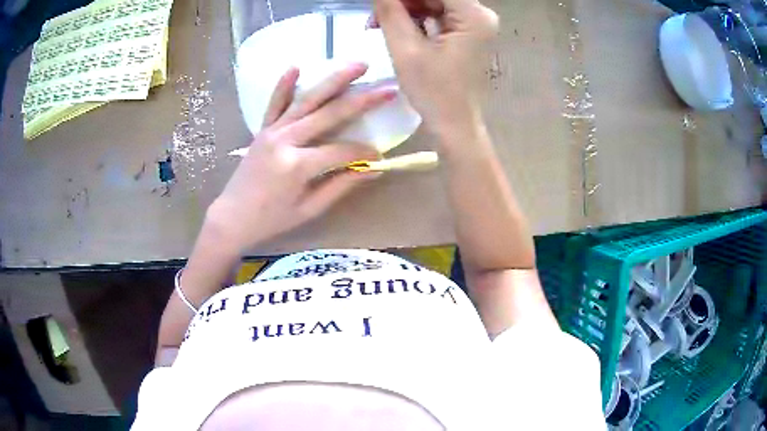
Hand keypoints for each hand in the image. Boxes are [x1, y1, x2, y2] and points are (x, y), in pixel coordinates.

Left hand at [207, 63, 395, 254]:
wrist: (232, 217)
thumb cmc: (272, 219)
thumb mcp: (309, 209)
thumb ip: (341, 186)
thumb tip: (373, 170)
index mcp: (297, 165)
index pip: (341, 151)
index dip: (364, 153)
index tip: (379, 157)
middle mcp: (285, 140)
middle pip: (330, 115)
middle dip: (363, 101)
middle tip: (388, 88)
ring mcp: (272, 131)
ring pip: (308, 100)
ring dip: (334, 80)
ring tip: (359, 64)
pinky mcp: (263, 129)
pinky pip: (275, 104)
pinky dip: (285, 85)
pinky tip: (296, 66)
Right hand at [372, 0, 497, 135]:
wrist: (455, 124)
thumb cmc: (433, 92)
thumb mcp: (405, 49)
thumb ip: (390, 11)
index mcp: (473, 16)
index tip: (381, 3)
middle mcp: (480, 14)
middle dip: (402, 1)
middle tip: (374, 14)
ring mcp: (475, 23)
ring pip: (434, 1)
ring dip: (405, 8)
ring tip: (377, 23)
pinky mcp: (467, 32)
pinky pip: (438, 13)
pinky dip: (416, 18)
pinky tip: (395, 27)